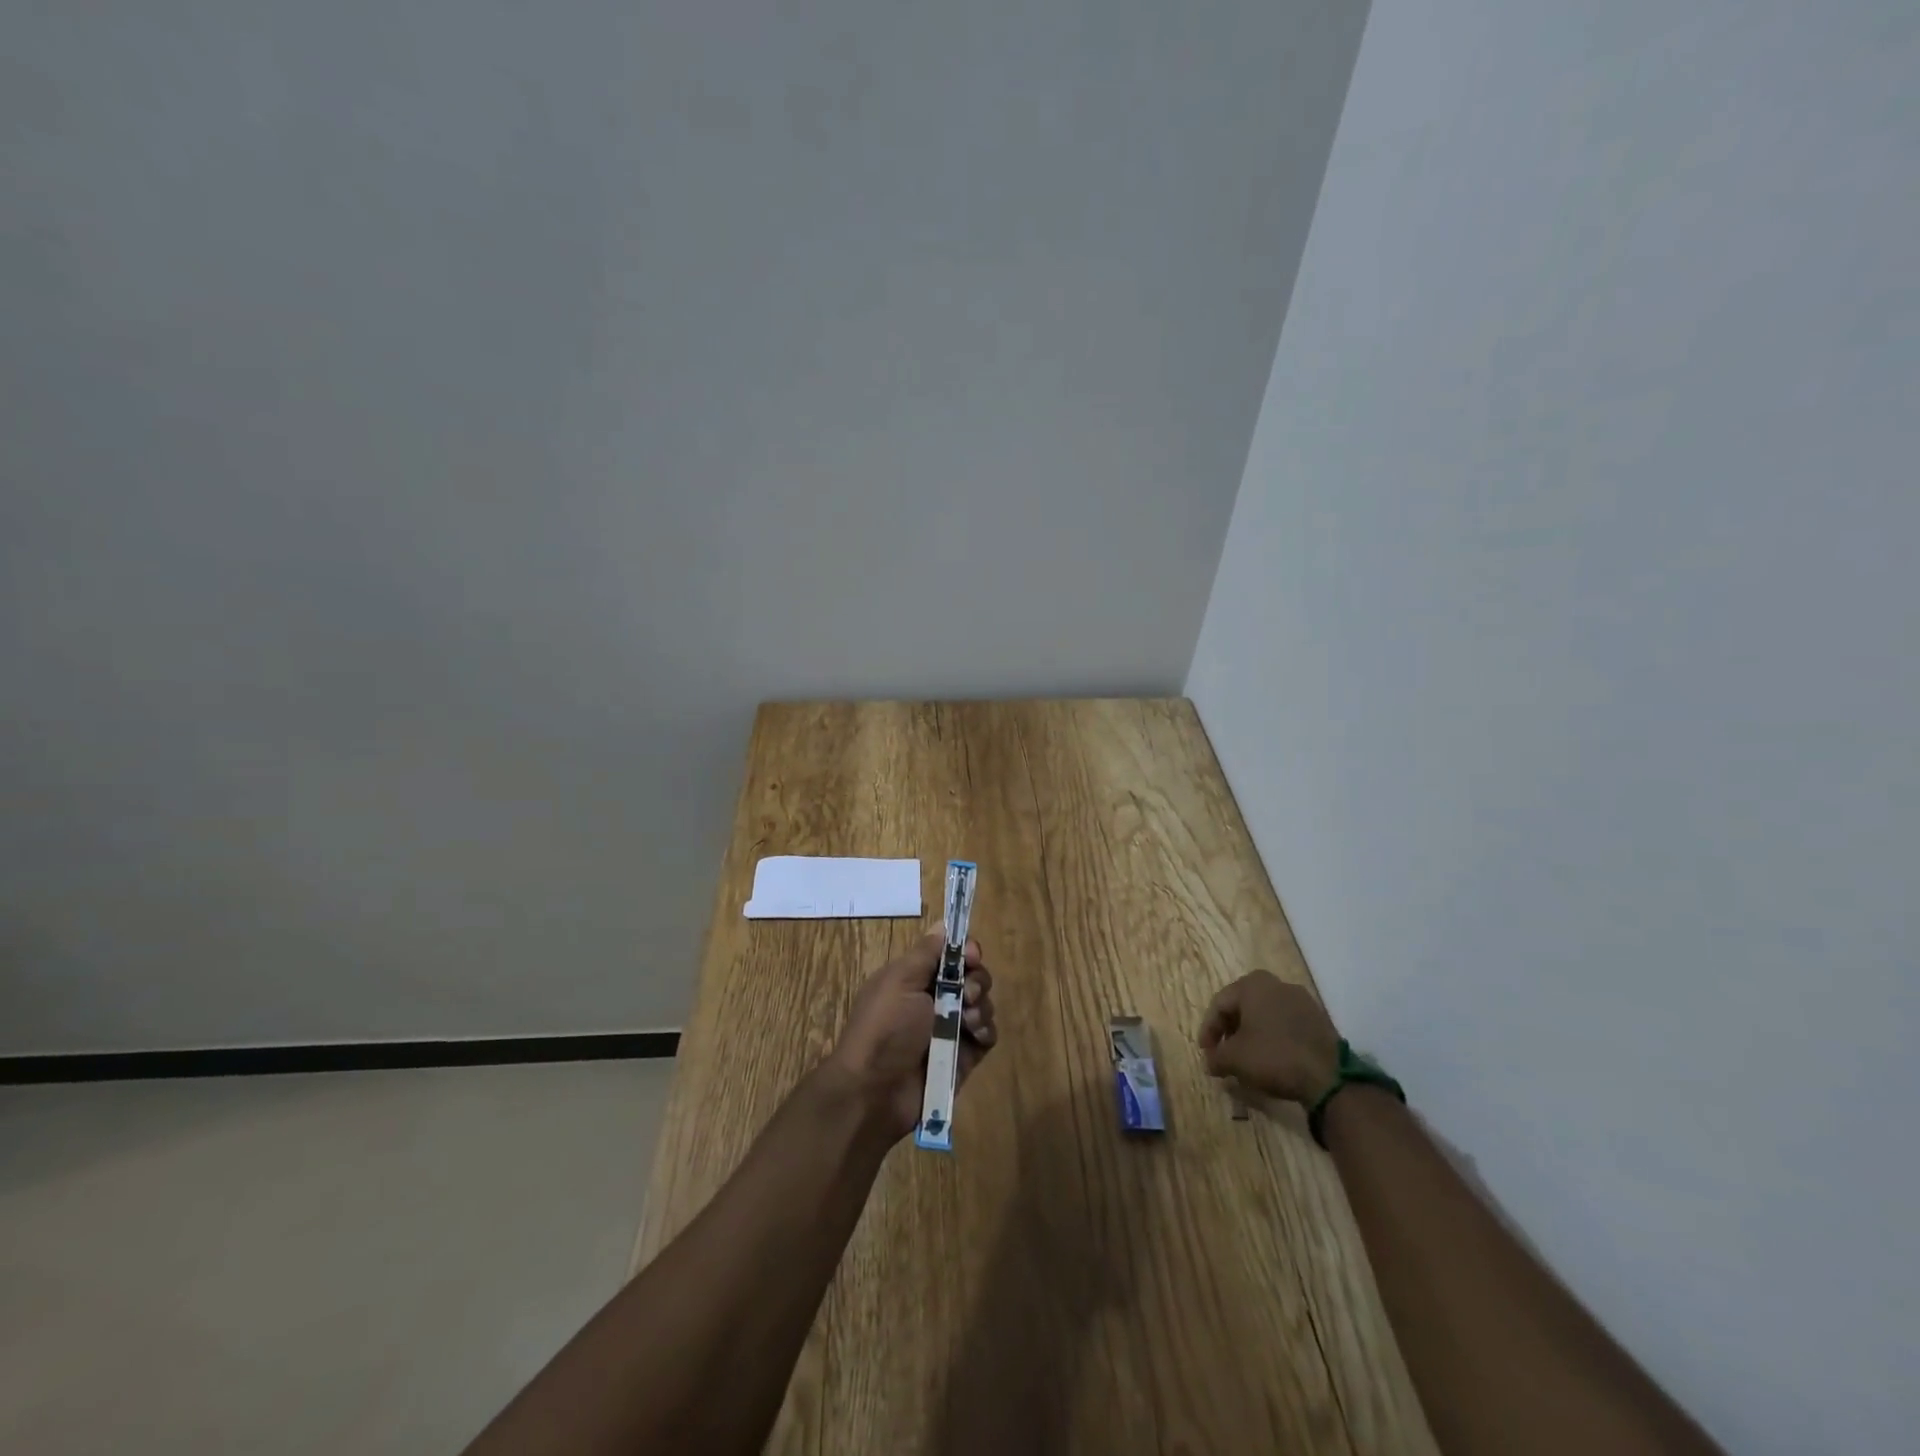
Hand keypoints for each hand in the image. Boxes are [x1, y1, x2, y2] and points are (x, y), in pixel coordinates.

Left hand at [826, 931, 997, 1139]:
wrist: (875, 1092)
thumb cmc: (885, 1028)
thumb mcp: (899, 981)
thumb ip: (925, 953)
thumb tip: (942, 924)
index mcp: (915, 978)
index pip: (950, 955)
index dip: (965, 951)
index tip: (971, 956)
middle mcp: (935, 1000)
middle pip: (972, 977)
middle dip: (977, 979)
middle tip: (969, 993)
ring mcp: (951, 1029)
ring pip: (983, 1004)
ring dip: (981, 1006)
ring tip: (967, 1021)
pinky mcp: (964, 1056)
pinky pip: (987, 1035)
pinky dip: (986, 1030)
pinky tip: (974, 1034)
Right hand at [1198, 970, 1340, 1104]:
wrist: (1329, 1076)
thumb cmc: (1273, 1057)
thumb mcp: (1235, 1059)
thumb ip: (1215, 1057)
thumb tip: (1209, 1062)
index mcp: (1252, 984)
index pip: (1219, 1005)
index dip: (1208, 1031)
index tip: (1206, 1054)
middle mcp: (1276, 983)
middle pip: (1242, 1006)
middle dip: (1230, 1031)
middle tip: (1223, 1053)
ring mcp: (1301, 999)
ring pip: (1265, 1014)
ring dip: (1251, 1034)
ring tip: (1246, 1058)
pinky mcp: (1318, 1018)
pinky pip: (1285, 1023)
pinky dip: (1273, 1037)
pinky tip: (1271, 1058)